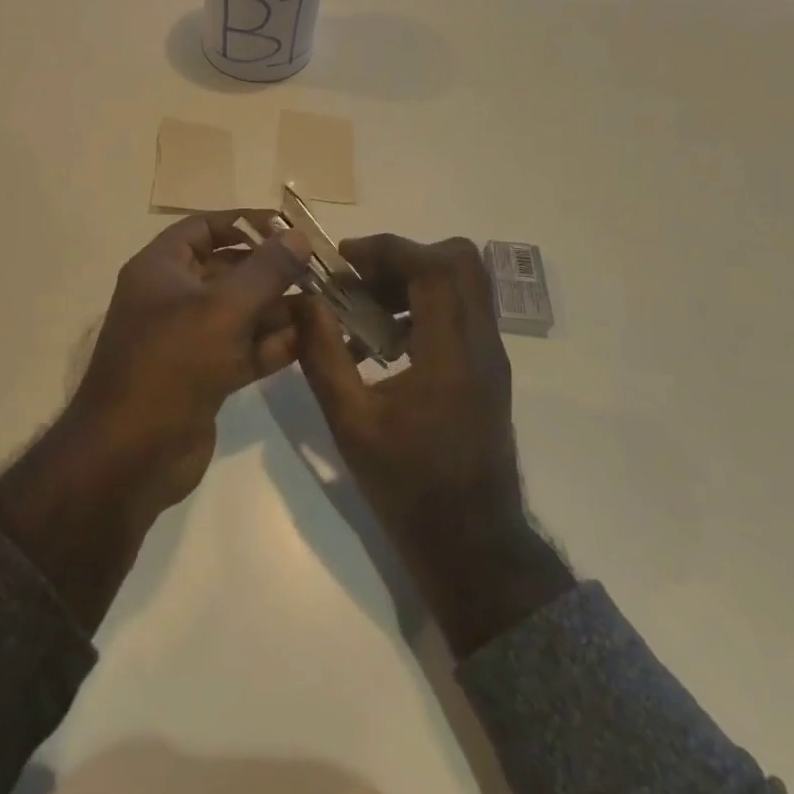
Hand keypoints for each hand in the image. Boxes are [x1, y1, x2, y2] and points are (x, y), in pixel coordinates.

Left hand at [67, 213, 312, 516]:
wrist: (130, 456)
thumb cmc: (171, 365)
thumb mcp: (222, 308)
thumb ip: (264, 270)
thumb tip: (298, 236)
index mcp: (160, 269)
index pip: (204, 228)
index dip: (245, 222)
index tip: (289, 227)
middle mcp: (172, 298)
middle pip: (227, 270)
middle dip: (271, 269)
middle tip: (319, 270)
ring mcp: (188, 340)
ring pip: (240, 312)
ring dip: (279, 308)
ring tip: (327, 303)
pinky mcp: (205, 377)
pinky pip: (243, 349)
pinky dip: (273, 344)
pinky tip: (312, 338)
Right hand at [292, 235, 574, 657]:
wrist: (472, 544)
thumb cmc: (408, 487)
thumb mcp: (351, 422)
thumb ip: (323, 355)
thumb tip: (302, 302)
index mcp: (451, 354)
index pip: (433, 267)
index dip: (387, 249)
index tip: (345, 260)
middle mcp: (481, 344)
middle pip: (461, 261)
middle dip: (405, 257)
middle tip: (361, 280)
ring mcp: (491, 357)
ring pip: (464, 284)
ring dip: (414, 280)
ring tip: (366, 310)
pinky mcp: (488, 371)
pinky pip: (461, 312)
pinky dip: (424, 306)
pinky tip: (385, 343)